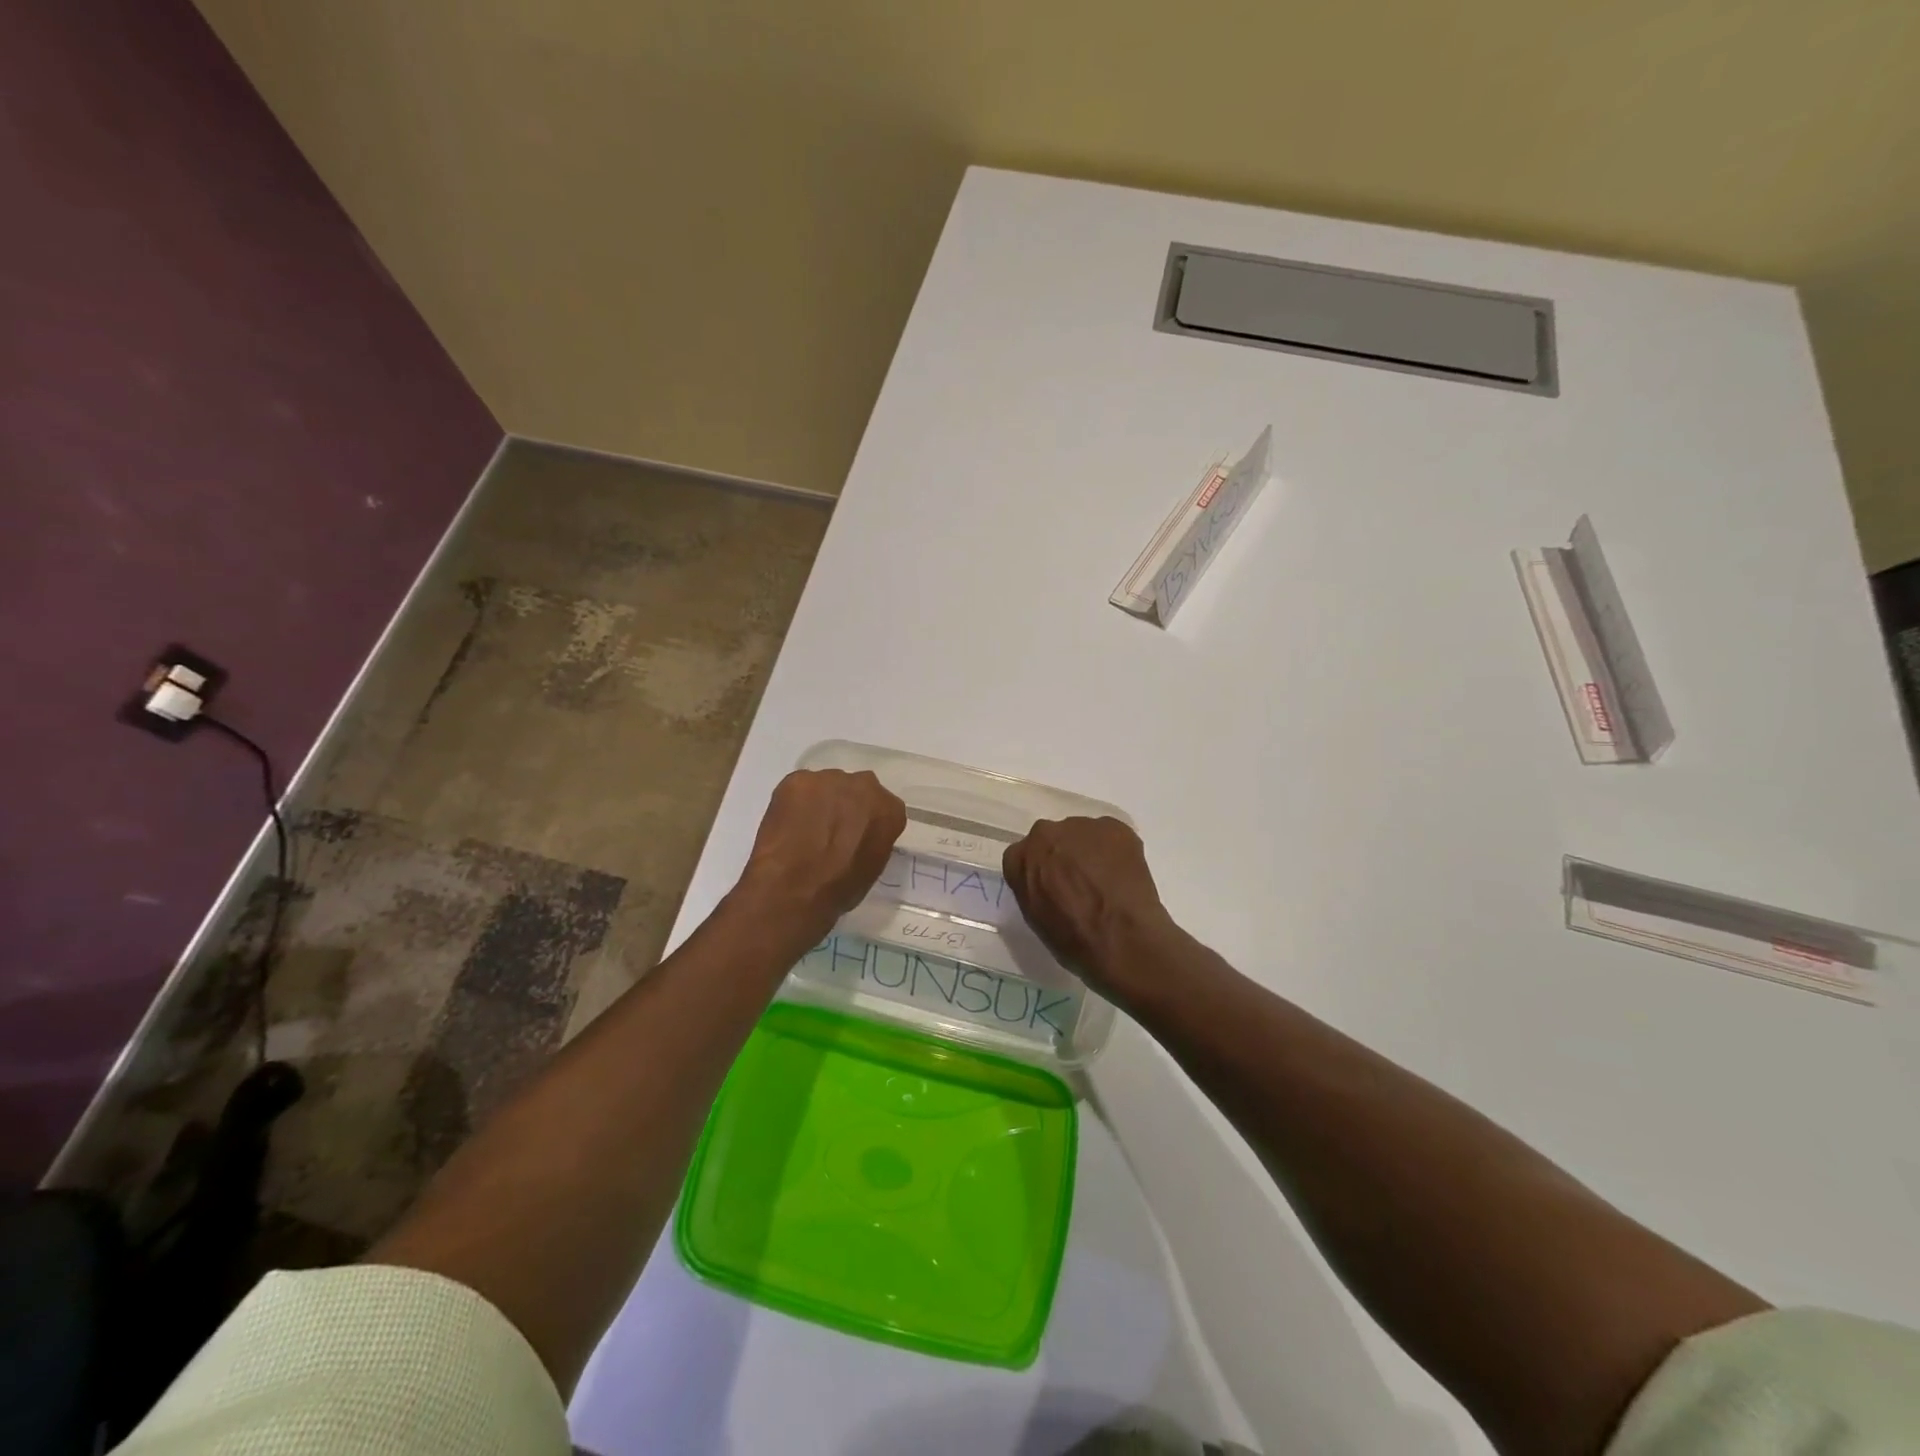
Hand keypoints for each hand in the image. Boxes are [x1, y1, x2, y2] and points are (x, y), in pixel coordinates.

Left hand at [736, 769, 905, 935]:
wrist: (794, 887)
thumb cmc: (839, 888)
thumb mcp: (872, 868)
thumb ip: (872, 840)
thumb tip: (859, 837)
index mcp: (890, 810)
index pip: (883, 808)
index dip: (866, 822)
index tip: (854, 836)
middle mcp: (865, 785)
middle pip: (856, 789)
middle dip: (845, 805)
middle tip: (830, 830)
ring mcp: (830, 779)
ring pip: (826, 786)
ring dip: (819, 803)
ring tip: (803, 830)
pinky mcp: (798, 780)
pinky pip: (798, 788)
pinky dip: (793, 803)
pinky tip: (786, 825)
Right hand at [1002, 817, 1177, 994]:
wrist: (1120, 939)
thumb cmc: (1073, 940)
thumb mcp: (1036, 918)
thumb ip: (1034, 888)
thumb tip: (1048, 882)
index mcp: (1019, 858)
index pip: (1024, 857)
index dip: (1041, 872)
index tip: (1054, 888)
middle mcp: (1045, 833)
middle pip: (1052, 840)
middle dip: (1064, 856)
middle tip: (1081, 882)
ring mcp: (1081, 826)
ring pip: (1083, 835)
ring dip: (1090, 852)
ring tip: (1107, 881)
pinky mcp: (1115, 827)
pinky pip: (1111, 836)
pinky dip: (1116, 851)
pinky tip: (1124, 876)